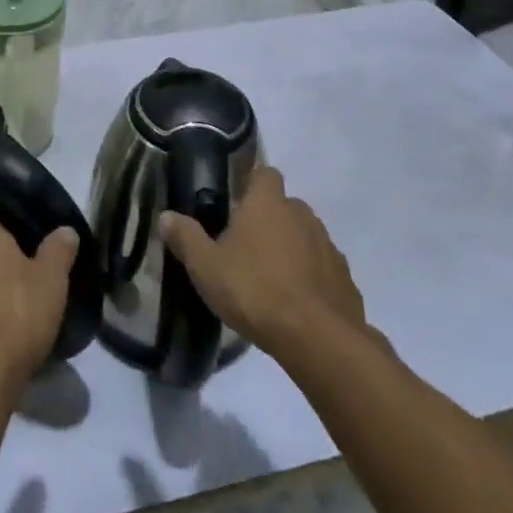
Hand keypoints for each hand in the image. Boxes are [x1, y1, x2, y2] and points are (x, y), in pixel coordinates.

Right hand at [159, 166, 365, 361]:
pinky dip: (311, 277)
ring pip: (306, 236)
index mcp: (267, 203)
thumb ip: (186, 238)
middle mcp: (301, 214)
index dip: (252, 183)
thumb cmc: (254, 290)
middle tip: (246, 246)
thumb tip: (166, 216)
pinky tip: (296, 301)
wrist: (317, 338)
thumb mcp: (206, 266)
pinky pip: (323, 267)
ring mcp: (328, 245)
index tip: (237, 202)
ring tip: (270, 277)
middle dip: (269, 220)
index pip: (265, 173)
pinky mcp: (345, 278)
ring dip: (291, 248)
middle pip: (285, 205)